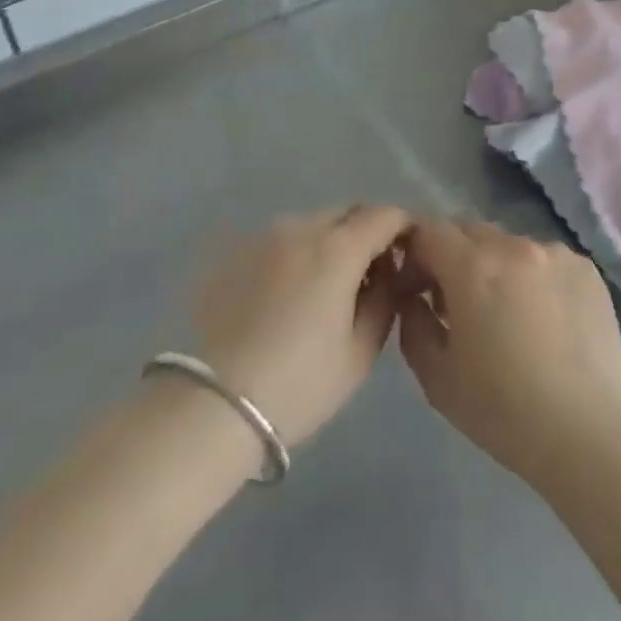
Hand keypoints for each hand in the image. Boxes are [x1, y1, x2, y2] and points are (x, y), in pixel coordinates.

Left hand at [192, 205, 412, 447]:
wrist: (211, 408)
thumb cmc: (298, 385)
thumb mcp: (360, 353)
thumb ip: (385, 301)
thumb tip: (389, 274)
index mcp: (339, 247)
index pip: (386, 215)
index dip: (404, 228)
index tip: (409, 253)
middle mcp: (301, 227)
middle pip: (347, 212)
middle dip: (366, 232)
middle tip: (368, 273)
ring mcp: (262, 237)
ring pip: (310, 224)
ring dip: (328, 242)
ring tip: (322, 287)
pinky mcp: (232, 254)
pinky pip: (277, 242)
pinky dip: (293, 256)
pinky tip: (284, 297)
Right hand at [396, 220, 620, 487]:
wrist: (590, 431)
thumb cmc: (505, 411)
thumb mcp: (437, 379)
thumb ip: (414, 325)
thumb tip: (415, 299)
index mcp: (473, 268)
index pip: (429, 231)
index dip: (415, 255)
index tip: (417, 289)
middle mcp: (514, 246)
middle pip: (470, 231)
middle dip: (454, 257)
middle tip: (457, 303)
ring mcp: (555, 253)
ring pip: (509, 244)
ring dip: (496, 267)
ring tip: (508, 315)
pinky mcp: (586, 267)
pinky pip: (545, 259)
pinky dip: (533, 277)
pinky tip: (545, 320)